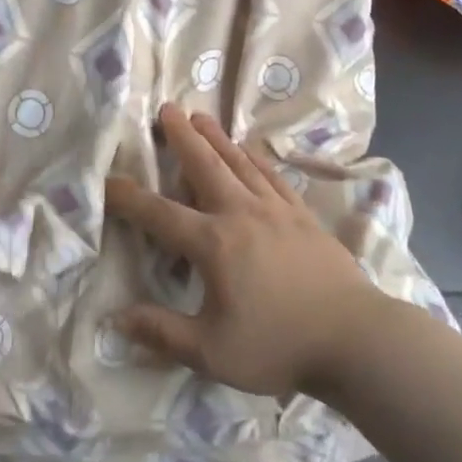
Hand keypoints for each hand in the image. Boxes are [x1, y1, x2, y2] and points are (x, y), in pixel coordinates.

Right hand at [105, 104, 388, 398]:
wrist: (354, 337)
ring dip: (215, 137)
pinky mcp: (301, 213)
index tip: (106, 179)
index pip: (159, 214)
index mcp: (213, 244)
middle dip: (180, 136)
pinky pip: (270, 174)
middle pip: (203, 165)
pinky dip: (254, 156)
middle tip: (166, 108)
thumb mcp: (212, 352)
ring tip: (199, 116)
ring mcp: (274, 208)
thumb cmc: (278, 345)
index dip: (128, 197)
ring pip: (237, 161)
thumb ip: (162, 333)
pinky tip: (248, 148)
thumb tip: (116, 319)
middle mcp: (240, 213)